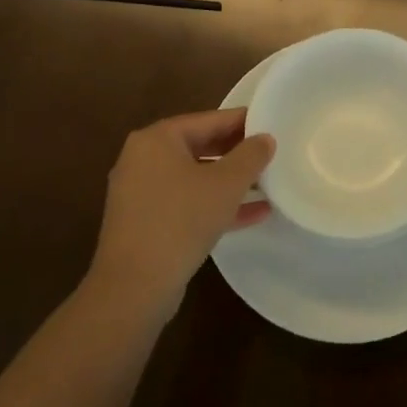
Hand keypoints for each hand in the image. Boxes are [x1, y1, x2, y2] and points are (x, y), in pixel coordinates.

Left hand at [89, 108, 273, 316]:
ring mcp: (141, 192)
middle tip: (272, 153)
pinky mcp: (145, 222)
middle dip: (237, 152)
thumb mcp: (226, 184)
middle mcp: (143, 159)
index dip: (243, 121)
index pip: (209, 119)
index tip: (272, 123)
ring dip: (229, 181)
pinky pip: (186, 203)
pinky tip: (254, 214)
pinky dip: (214, 204)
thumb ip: (250, 156)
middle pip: (200, 146)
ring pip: (194, 177)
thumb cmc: (181, 220)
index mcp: (157, 139)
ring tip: (267, 183)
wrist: (134, 286)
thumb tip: (265, 139)